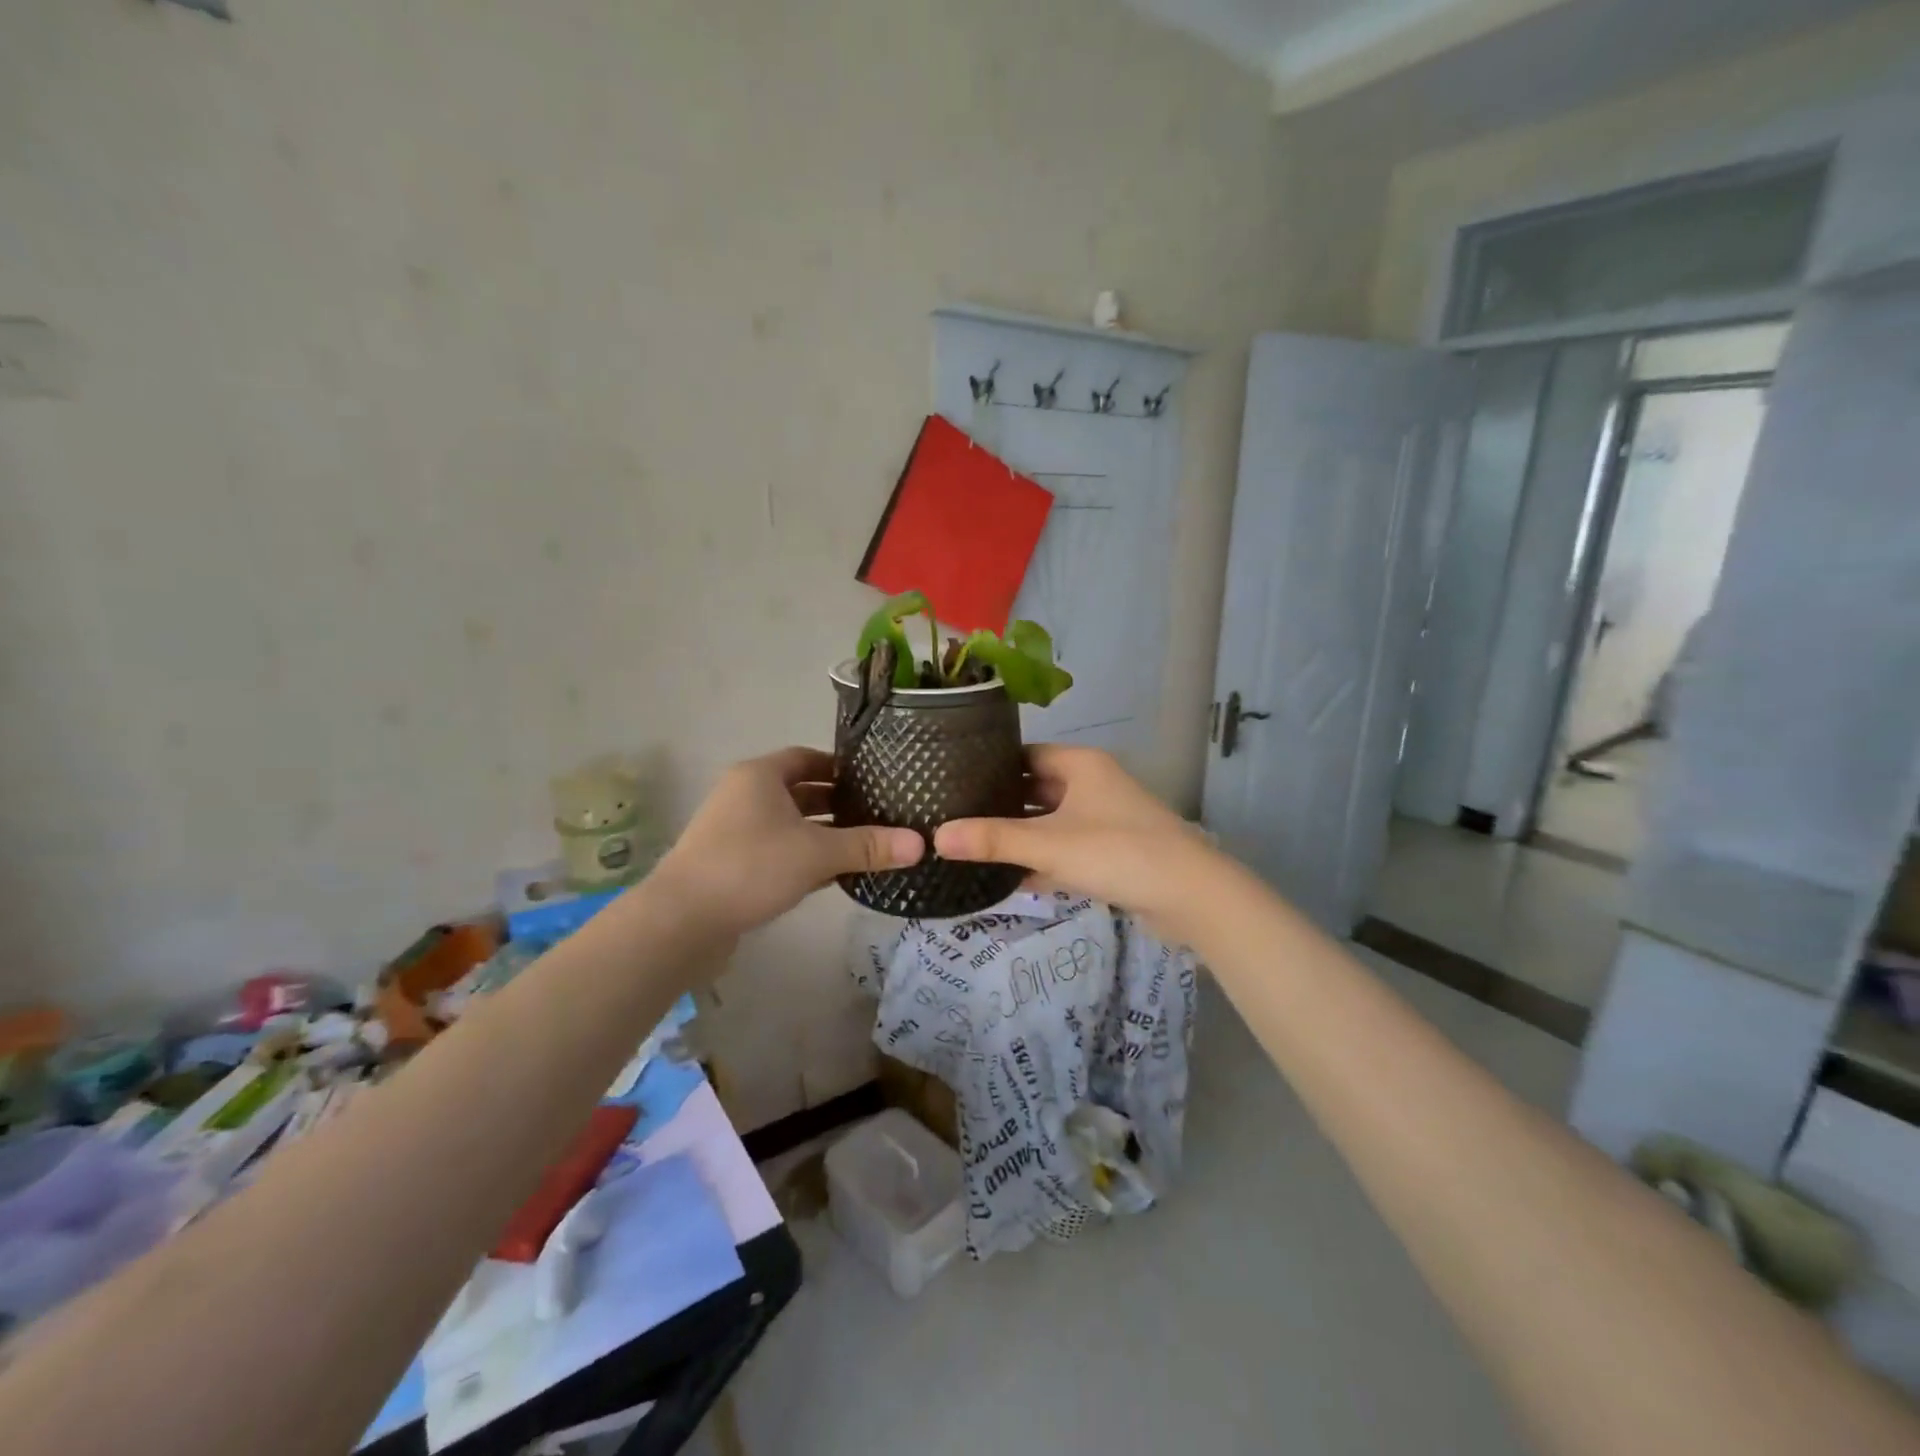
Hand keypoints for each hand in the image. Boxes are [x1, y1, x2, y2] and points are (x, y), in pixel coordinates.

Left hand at [653, 747, 922, 937]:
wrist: (681, 921)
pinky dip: (803, 857)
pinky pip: (776, 850)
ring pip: (788, 824)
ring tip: (863, 845)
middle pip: (799, 791)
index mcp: (760, 776)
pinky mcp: (730, 864)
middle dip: (836, 803)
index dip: (840, 767)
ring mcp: (733, 831)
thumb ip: (868, 847)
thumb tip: (921, 844)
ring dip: (821, 833)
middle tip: (877, 814)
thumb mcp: (817, 853)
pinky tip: (832, 876)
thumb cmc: (750, 867)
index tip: (873, 781)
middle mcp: (744, 795)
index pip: (807, 758)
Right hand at [933, 746, 1217, 931]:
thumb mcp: (1050, 845)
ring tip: (973, 849)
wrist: (1191, 897)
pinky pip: (1066, 850)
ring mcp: (1104, 819)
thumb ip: (994, 840)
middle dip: (1000, 806)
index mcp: (1080, 765)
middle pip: (1035, 790)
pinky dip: (1043, 862)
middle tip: (954, 818)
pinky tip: (1010, 880)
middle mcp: (1092, 784)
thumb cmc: (1118, 852)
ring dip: (1020, 837)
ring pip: (1050, 823)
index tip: (951, 782)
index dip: (989, 767)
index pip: (1023, 755)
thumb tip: (936, 837)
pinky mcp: (1111, 852)